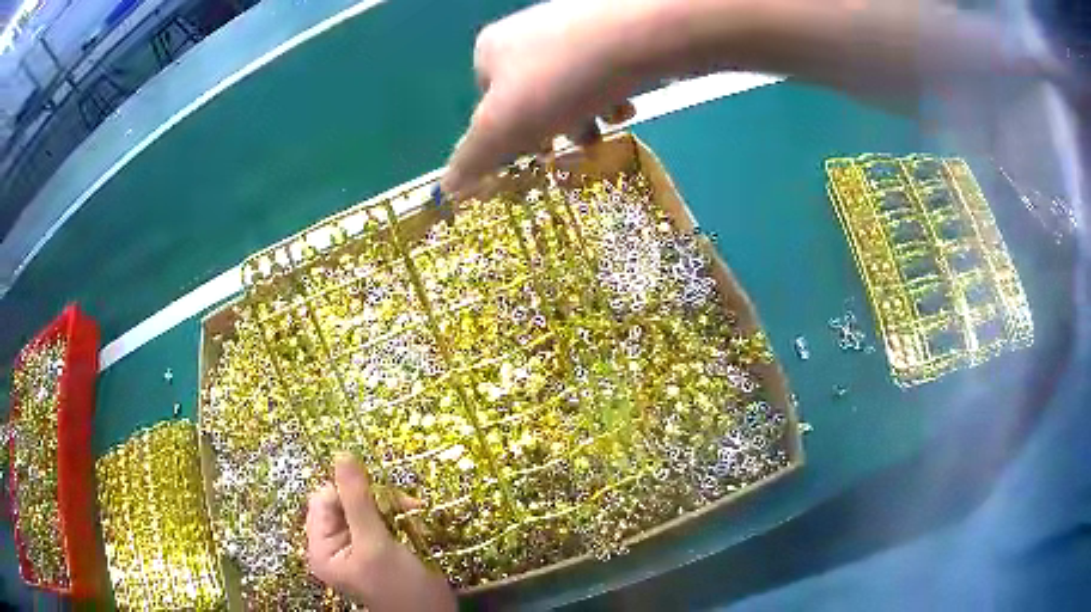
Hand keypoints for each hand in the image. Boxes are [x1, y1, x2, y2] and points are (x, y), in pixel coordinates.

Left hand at [305, 453, 456, 611]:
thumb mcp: (376, 544)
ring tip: (414, 512)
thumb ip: (357, 500)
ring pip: (366, 507)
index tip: (380, 493)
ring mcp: (357, 545)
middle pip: (344, 501)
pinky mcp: (377, 546)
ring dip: (392, 506)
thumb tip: (342, 454)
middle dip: (375, 500)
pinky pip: (381, 518)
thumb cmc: (400, 587)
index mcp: (321, 547)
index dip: (348, 491)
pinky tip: (416, 525)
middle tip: (405, 504)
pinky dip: (399, 517)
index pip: (324, 500)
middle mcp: (334, 544)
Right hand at [441, 0, 643, 197]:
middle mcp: (525, 32)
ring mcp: (569, 26)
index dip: (511, 136)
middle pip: (534, 96)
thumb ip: (473, 156)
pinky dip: (611, 92)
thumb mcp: (505, 126)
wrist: (638, 31)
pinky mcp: (609, 29)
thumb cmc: (561, 80)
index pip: (489, 106)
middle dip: (556, 127)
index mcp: (491, 51)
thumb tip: (446, 188)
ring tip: (610, 122)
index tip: (539, 153)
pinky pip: (602, 70)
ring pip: (571, 86)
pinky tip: (628, 102)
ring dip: (587, 114)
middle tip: (581, 144)